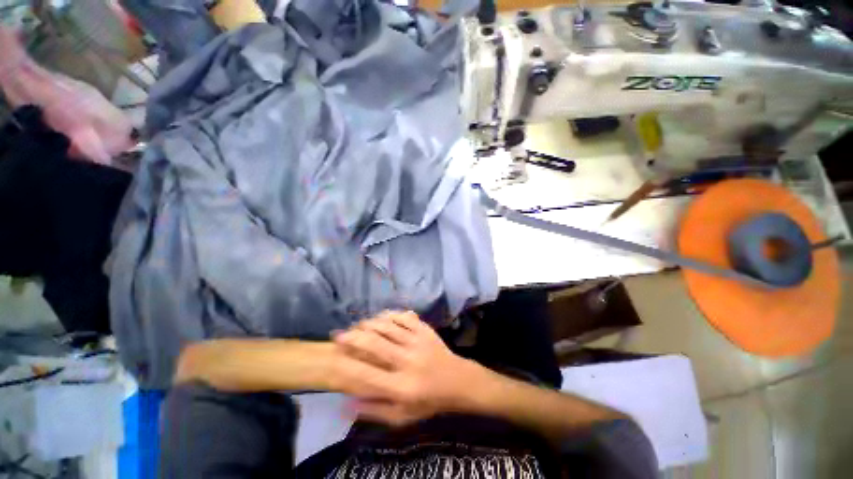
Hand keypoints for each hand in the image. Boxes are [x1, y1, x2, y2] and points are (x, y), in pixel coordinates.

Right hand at [333, 311, 486, 425]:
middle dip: (353, 337)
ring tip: (357, 326)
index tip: (333, 356)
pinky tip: (381, 318)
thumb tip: (345, 404)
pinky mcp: (425, 329)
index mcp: (401, 387)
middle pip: (375, 343)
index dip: (347, 363)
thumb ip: (374, 410)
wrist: (457, 381)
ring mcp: (417, 341)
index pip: (367, 374)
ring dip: (368, 324)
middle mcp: (407, 361)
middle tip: (339, 334)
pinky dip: (389, 315)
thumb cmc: (428, 402)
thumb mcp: (402, 417)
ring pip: (387, 326)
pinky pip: (403, 317)